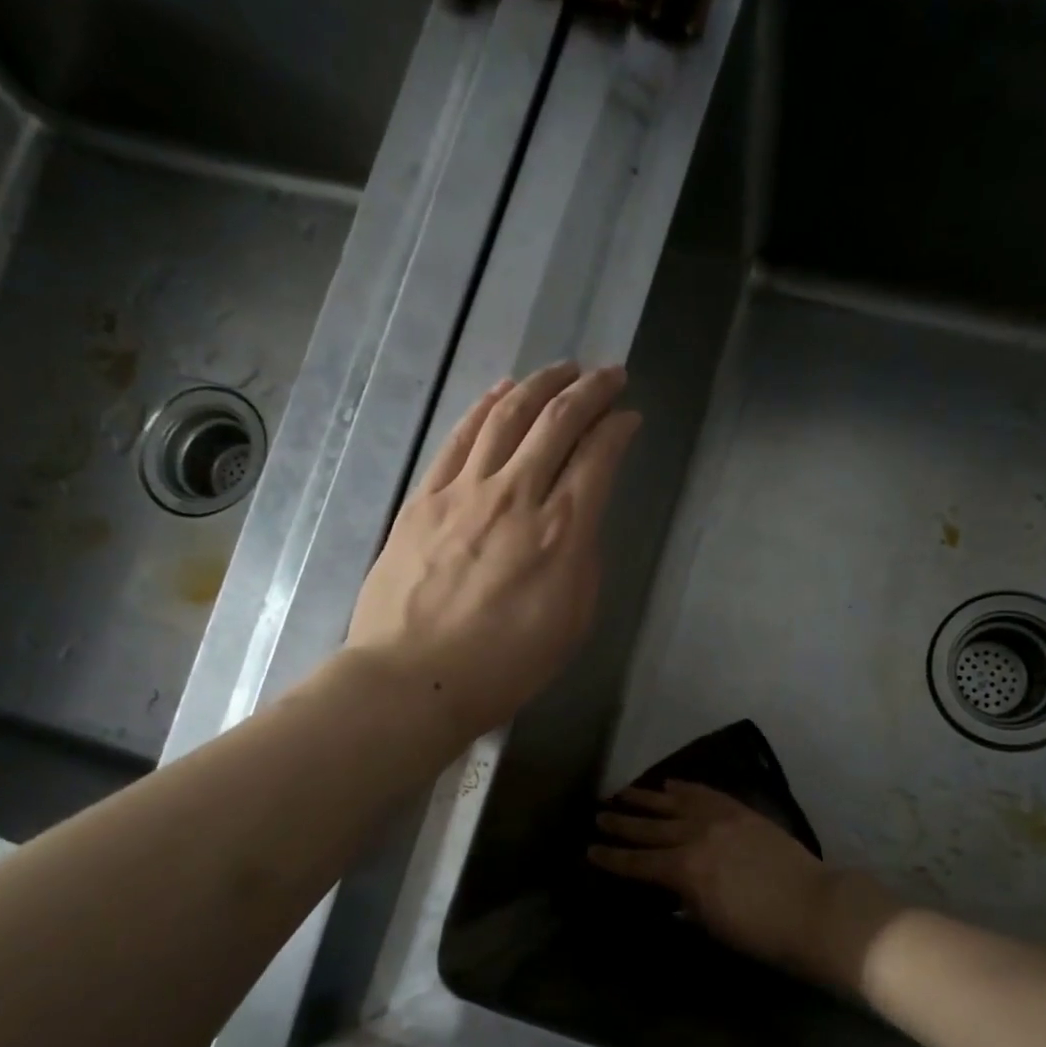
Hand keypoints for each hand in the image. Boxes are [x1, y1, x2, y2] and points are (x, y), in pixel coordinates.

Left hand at [348, 363, 637, 739]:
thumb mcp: (572, 622)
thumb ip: (581, 561)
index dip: (619, 429)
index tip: (630, 417)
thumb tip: (578, 521)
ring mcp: (465, 491)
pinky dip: (486, 407)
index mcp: (562, 532)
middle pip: (557, 421)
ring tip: (561, 369)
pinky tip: (502, 392)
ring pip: (507, 416)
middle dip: (589, 389)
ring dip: (540, 384)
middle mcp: (517, 495)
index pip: (598, 457)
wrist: (415, 677)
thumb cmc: (505, 665)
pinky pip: (461, 438)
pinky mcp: (426, 497)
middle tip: (609, 374)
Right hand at [588, 781, 895, 988]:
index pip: (637, 863)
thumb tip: (668, 891)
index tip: (589, 850)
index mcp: (683, 870)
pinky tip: (670, 783)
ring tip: (623, 791)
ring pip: (673, 802)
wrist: (815, 907)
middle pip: (649, 827)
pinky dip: (685, 786)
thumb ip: (684, 902)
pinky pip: (706, 792)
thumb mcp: (711, 924)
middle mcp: (694, 836)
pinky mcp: (741, 810)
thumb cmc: (760, 931)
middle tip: (598, 815)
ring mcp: (719, 818)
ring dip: (646, 797)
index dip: (611, 858)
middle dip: (621, 823)